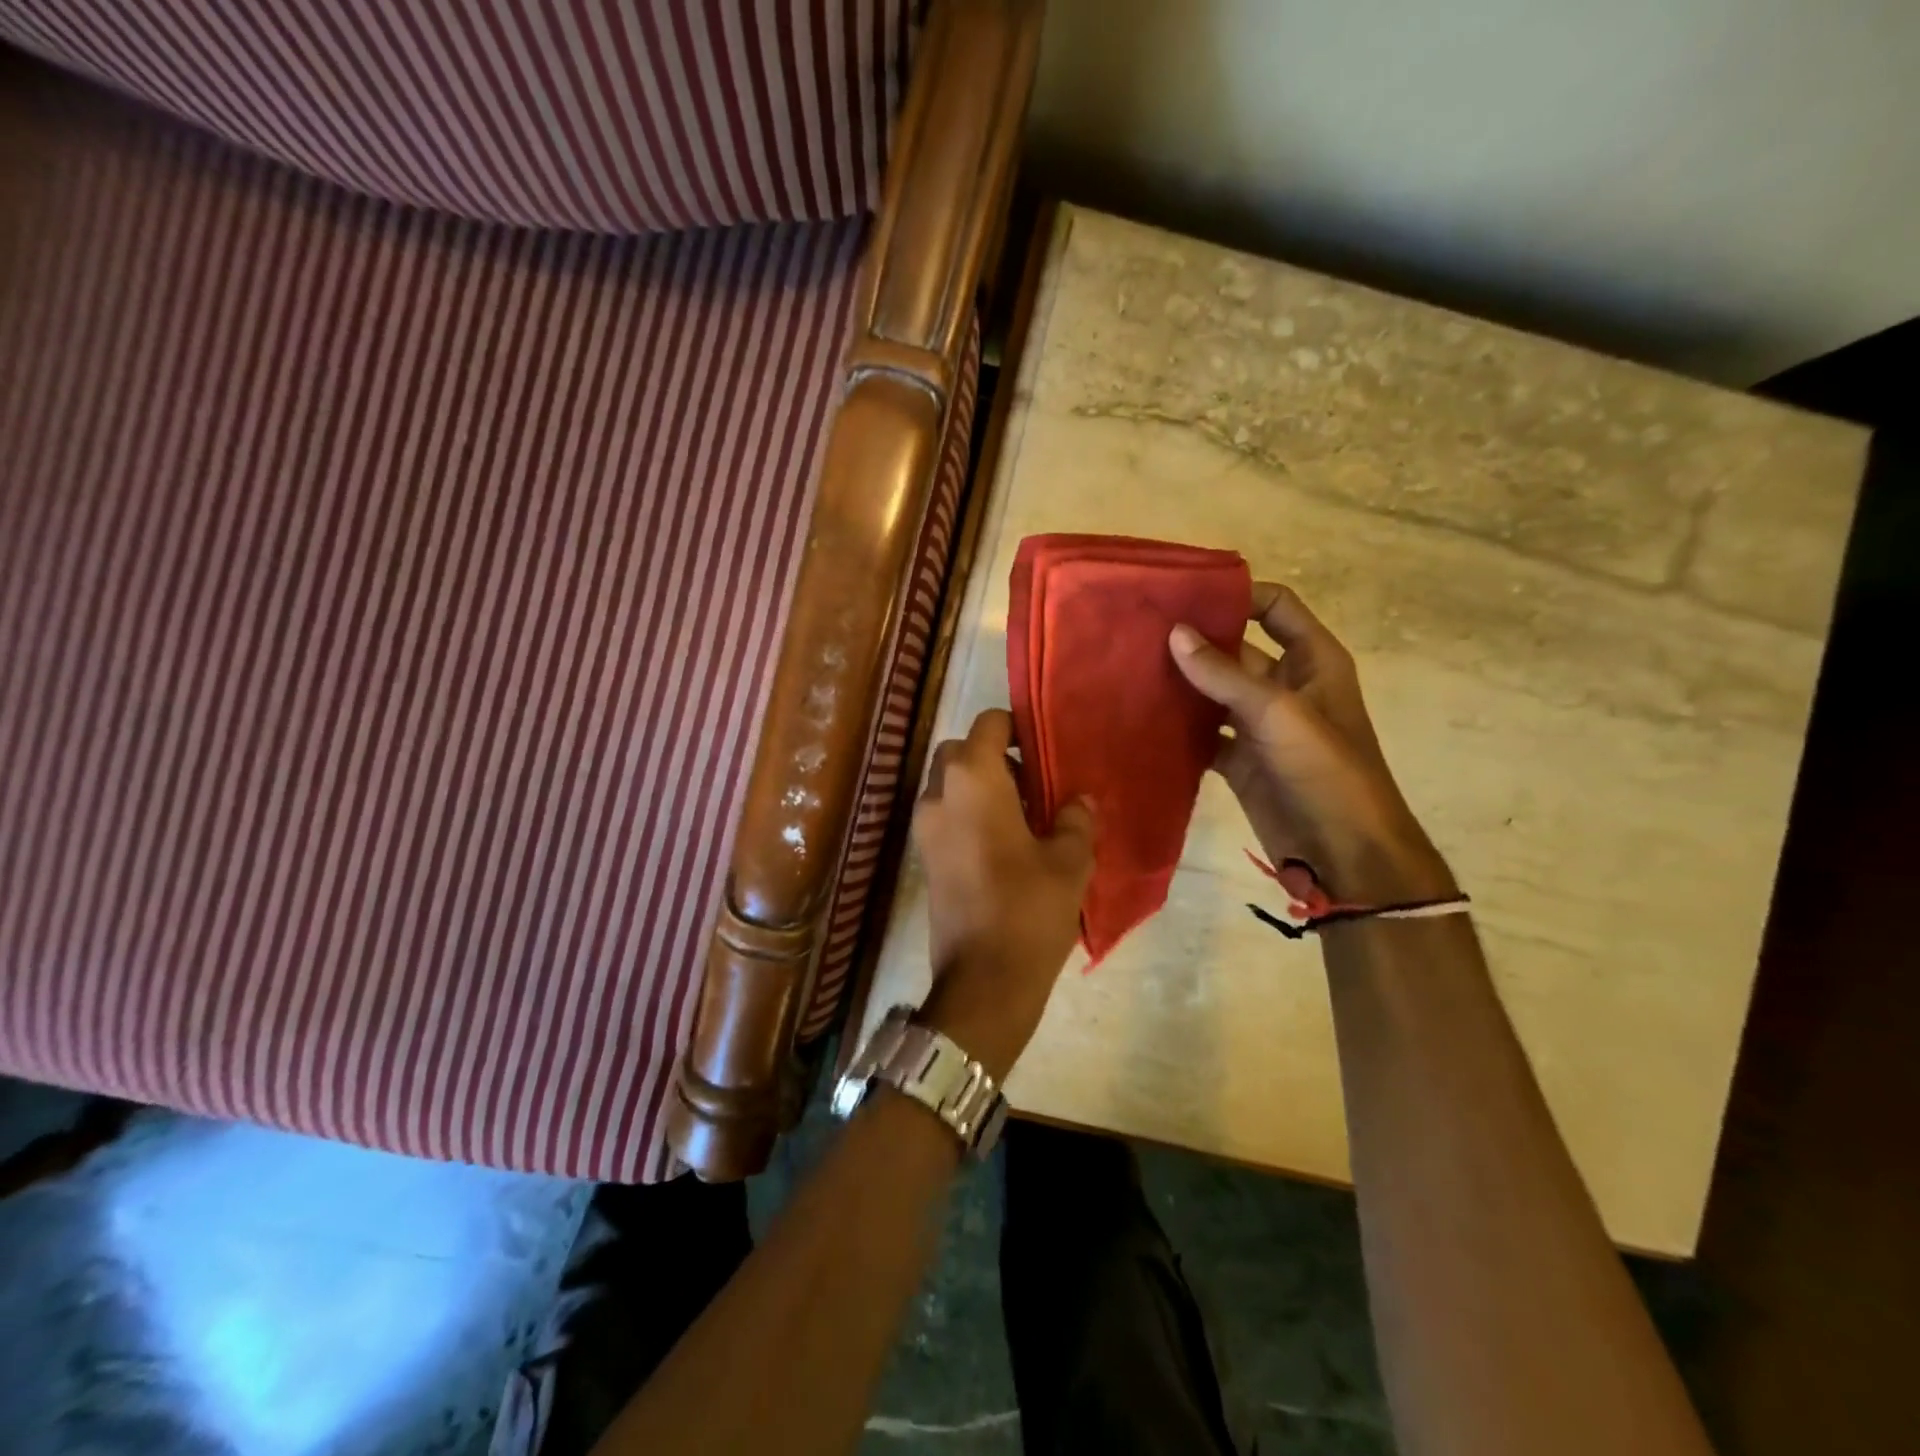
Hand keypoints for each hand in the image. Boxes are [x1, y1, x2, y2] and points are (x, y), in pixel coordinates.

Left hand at [912, 709, 1094, 1079]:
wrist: (983, 979)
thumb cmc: (1030, 909)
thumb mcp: (1070, 860)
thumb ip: (1075, 819)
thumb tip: (1079, 800)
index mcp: (973, 780)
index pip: (988, 724)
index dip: (1016, 727)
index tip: (1043, 747)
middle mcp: (939, 794)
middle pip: (960, 751)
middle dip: (993, 756)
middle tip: (1033, 784)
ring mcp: (925, 826)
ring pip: (948, 783)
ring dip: (980, 785)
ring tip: (1023, 816)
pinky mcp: (923, 856)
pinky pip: (944, 813)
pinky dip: (968, 812)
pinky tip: (1003, 843)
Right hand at [1169, 583, 1454, 905]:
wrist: (1343, 853)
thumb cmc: (1325, 771)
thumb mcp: (1278, 714)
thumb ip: (1224, 675)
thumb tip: (1175, 632)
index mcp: (1312, 661)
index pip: (1276, 607)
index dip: (1238, 595)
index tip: (1185, 593)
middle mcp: (1284, 686)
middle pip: (1234, 649)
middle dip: (1194, 641)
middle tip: (1139, 632)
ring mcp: (1259, 725)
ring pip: (1213, 693)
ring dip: (1180, 684)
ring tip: (1129, 669)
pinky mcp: (1238, 760)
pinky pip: (1203, 734)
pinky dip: (1178, 728)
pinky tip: (1141, 718)